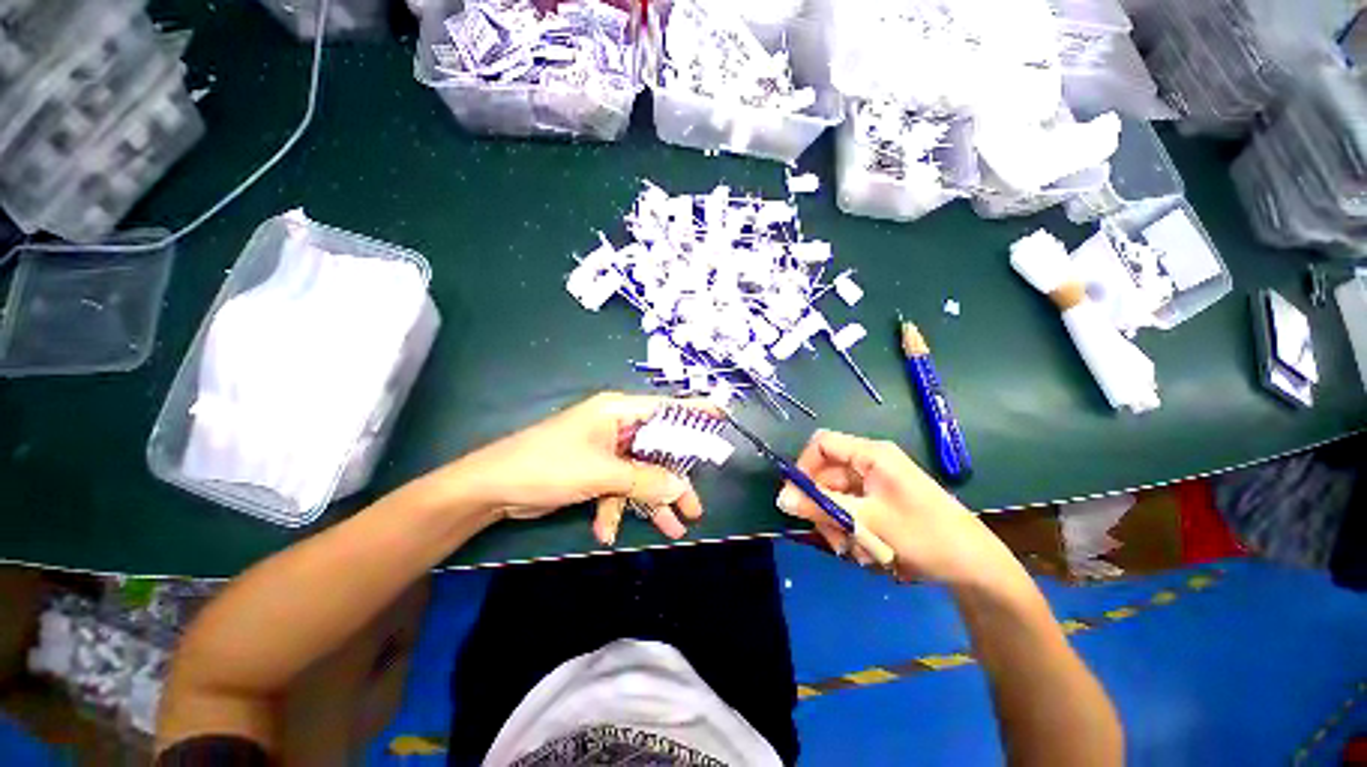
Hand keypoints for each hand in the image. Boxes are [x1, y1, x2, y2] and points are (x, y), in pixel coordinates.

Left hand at [452, 393, 709, 543]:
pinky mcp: (594, 470)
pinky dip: (615, 508)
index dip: (694, 413)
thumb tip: (679, 487)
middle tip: (694, 508)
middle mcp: (615, 426)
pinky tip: (606, 532)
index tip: (722, 418)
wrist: (493, 488)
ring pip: (640, 473)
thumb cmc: (549, 465)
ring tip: (672, 530)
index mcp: (618, 412)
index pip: (665, 408)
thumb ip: (644, 479)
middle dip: (673, 480)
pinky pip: (617, 487)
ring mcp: (605, 450)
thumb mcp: (601, 473)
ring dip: (650, 502)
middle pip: (657, 450)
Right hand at [776, 430, 1007, 584]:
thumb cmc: (923, 535)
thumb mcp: (866, 521)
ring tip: (854, 551)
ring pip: (839, 497)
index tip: (798, 497)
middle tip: (831, 538)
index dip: (804, 466)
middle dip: (824, 507)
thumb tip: (781, 498)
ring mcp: (878, 483)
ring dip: (839, 524)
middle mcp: (871, 463)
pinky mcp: (884, 502)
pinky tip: (867, 553)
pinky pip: (854, 510)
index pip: (821, 444)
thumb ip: (821, 507)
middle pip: (828, 475)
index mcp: (870, 454)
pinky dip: (854, 530)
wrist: (976, 567)